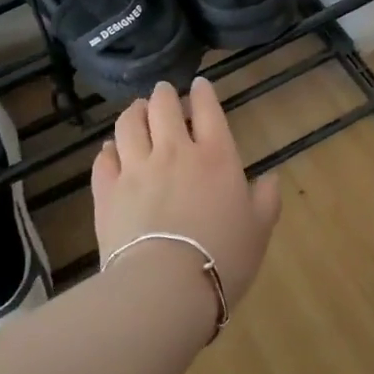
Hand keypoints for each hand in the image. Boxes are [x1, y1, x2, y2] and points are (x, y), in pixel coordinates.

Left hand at [91, 78, 281, 316]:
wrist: (165, 287)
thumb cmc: (223, 257)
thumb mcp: (259, 229)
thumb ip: (267, 199)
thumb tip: (270, 178)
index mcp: (216, 156)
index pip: (208, 109)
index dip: (203, 92)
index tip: (199, 85)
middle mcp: (174, 151)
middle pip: (163, 107)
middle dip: (164, 94)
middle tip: (164, 93)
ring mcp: (136, 169)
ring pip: (129, 124)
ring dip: (134, 112)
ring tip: (137, 111)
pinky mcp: (107, 191)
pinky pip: (104, 158)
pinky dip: (109, 148)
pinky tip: (111, 150)